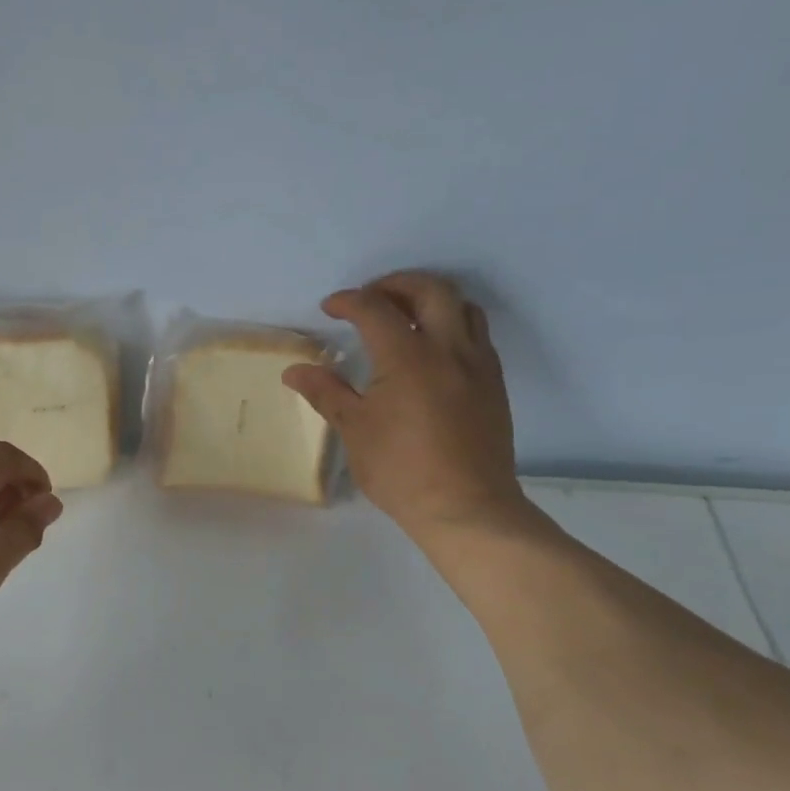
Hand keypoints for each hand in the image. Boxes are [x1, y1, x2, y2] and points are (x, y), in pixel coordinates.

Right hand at [281, 271, 534, 547]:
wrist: (465, 506)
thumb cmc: (401, 469)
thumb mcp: (354, 430)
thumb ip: (326, 392)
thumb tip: (295, 371)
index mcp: (408, 356)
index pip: (375, 309)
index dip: (348, 301)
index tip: (330, 308)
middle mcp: (449, 348)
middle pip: (430, 289)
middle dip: (396, 284)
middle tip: (371, 297)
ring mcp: (478, 364)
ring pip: (462, 306)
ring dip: (431, 300)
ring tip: (406, 316)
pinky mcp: (494, 383)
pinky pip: (477, 335)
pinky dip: (452, 325)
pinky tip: (433, 351)